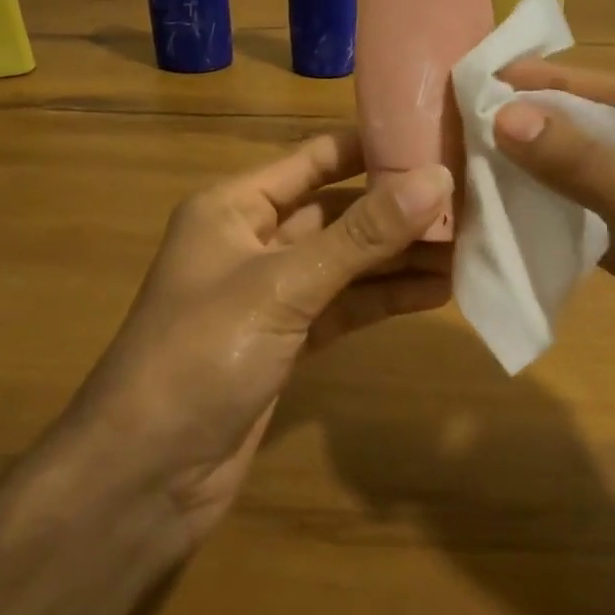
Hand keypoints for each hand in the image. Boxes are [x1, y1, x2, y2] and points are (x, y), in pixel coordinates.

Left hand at [63, 130, 451, 546]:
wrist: (144, 478)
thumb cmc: (201, 355)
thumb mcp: (284, 285)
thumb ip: (362, 235)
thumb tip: (437, 179)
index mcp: (235, 206)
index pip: (315, 158)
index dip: (373, 147)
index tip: (437, 137)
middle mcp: (255, 239)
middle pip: (338, 211)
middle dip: (398, 207)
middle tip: (470, 197)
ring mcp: (273, 293)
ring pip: (348, 261)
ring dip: (400, 256)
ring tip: (470, 244)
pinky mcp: (289, 340)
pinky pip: (346, 305)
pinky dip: (385, 298)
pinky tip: (438, 290)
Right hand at [493, 62, 614, 518]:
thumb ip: (586, 168)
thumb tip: (506, 115)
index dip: (559, 86)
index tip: (492, 76)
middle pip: (614, 142)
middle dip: (549, 132)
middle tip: (475, 118)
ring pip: (605, 190)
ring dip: (550, 180)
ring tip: (482, 162)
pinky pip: (604, 237)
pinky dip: (563, 229)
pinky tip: (516, 219)